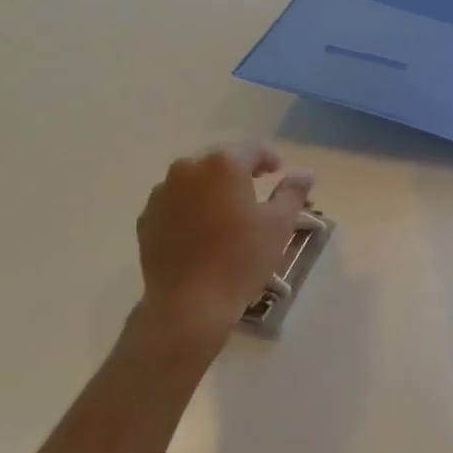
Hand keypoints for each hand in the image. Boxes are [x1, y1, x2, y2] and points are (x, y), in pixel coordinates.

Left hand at [132, 143, 314, 347]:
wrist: (189, 303)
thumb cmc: (241, 259)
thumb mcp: (279, 225)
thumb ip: (292, 192)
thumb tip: (305, 173)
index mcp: (223, 164)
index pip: (253, 149)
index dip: (269, 159)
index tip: (277, 173)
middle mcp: (188, 168)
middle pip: (220, 162)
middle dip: (238, 173)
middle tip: (254, 193)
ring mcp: (162, 192)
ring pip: (194, 181)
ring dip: (211, 190)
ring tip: (225, 215)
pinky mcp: (147, 217)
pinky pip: (175, 203)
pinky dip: (190, 209)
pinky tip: (201, 232)